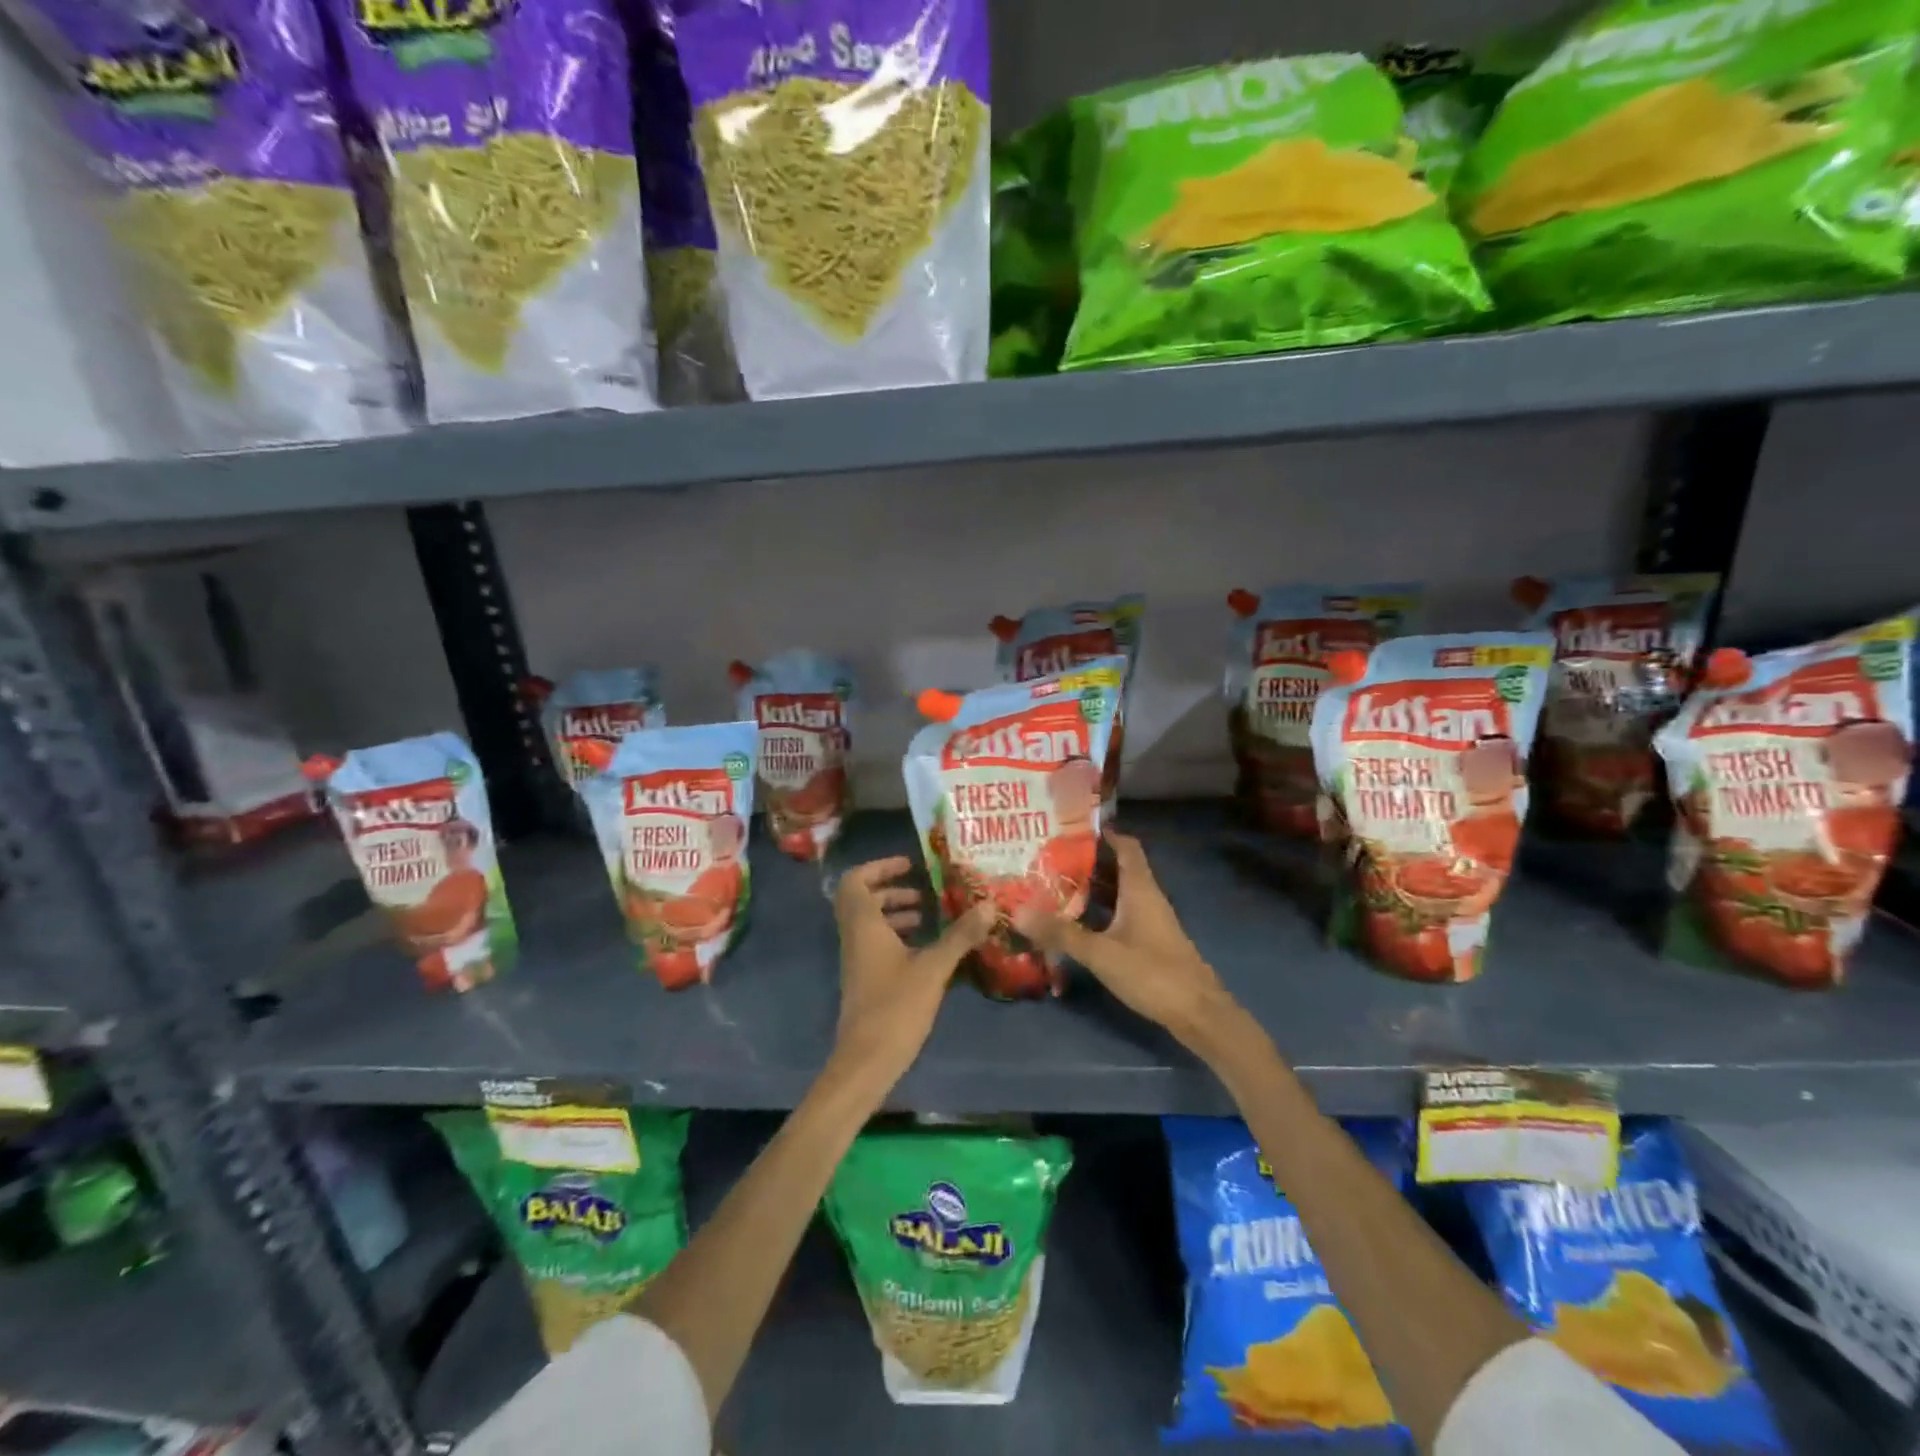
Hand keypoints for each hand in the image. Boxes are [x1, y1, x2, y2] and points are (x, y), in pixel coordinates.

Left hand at [830, 856, 994, 1088]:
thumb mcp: (933, 968)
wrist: (866, 1061)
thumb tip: (989, 905)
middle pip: (862, 899)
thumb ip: (959, 935)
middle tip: (922, 891)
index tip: (910, 865)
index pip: (856, 881)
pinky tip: (925, 950)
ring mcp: (857, 961)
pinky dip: (896, 937)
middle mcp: (855, 938)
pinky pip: (875, 944)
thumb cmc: (895, 1007)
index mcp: (864, 926)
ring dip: (894, 913)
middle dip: (891, 889)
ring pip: (869, 923)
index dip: (879, 867)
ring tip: (927, 916)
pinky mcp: (865, 981)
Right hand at [1013, 830, 1237, 1045]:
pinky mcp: (1149, 942)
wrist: (1198, 1014)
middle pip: (1117, 868)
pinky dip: (1099, 913)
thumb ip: (1060, 933)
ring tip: (1054, 886)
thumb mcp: (1101, 952)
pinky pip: (1120, 915)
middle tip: (1049, 858)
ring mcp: (1149, 921)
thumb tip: (1017, 911)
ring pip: (1118, 894)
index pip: (1126, 846)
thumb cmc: (1152, 973)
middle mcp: (1147, 897)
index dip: (1103, 833)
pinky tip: (1076, 923)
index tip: (1070, 829)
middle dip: (1086, 862)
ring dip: (1091, 889)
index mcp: (1140, 888)